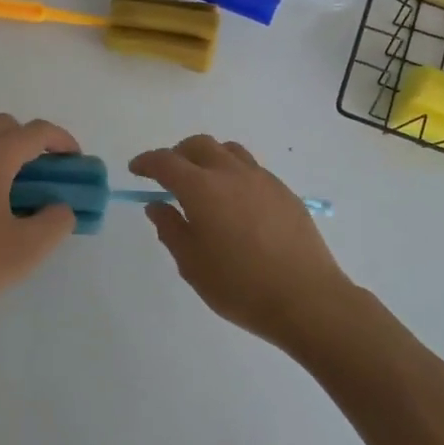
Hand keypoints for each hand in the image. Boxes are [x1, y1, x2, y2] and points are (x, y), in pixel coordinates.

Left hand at [0, 114, 80, 317]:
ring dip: (2, 150)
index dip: (62, 140)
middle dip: (30, 140)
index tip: (75, 162)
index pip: (36, 132)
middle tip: (44, 173)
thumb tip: (61, 207)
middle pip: (5, 126)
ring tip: (15, 186)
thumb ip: (56, 221)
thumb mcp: (27, 250)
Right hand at [130, 135, 357, 355]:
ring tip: (203, 182)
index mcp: (202, 188)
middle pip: (198, 145)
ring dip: (208, 157)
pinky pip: (252, 168)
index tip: (136, 169)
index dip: (147, 162)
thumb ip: (171, 229)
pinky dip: (233, 173)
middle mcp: (231, 173)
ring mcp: (262, 179)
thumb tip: (157, 205)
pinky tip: (235, 202)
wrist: (307, 298)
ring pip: (228, 151)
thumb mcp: (192, 264)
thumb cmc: (240, 286)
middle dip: (177, 154)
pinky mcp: (284, 192)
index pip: (166, 161)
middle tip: (168, 175)